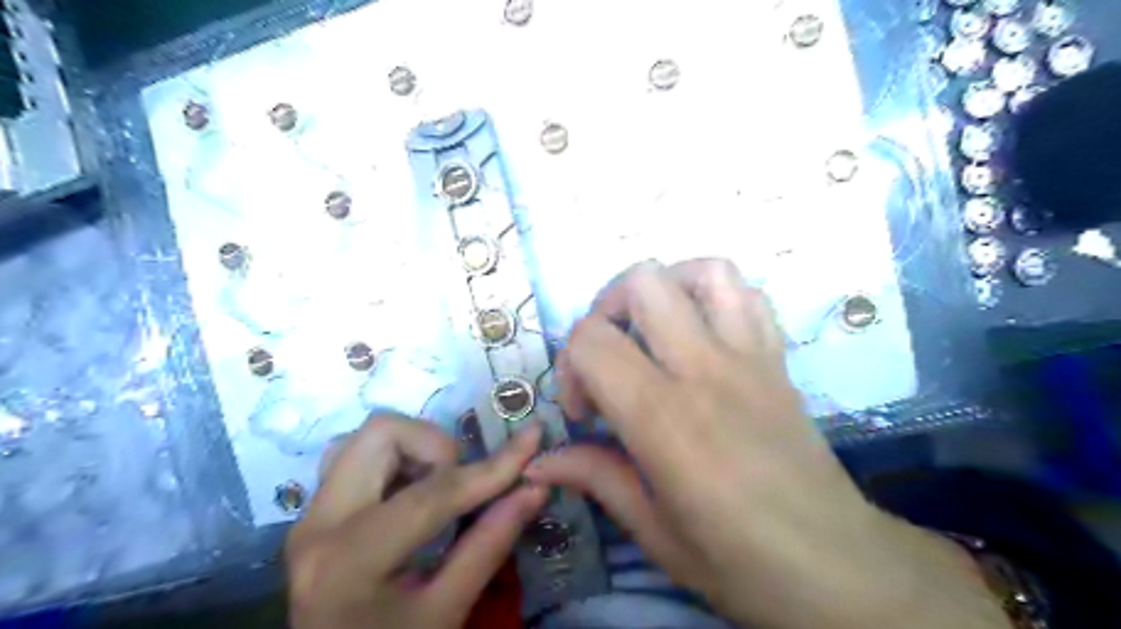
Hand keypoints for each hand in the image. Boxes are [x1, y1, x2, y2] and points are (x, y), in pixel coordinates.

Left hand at [285, 412, 550, 628]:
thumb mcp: (446, 611)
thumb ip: (489, 545)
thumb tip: (534, 488)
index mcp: (350, 560)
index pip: (432, 493)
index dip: (491, 467)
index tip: (532, 440)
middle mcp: (319, 523)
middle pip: (381, 433)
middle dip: (436, 446)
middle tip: (461, 482)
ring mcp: (310, 513)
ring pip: (366, 438)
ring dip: (414, 449)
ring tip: (437, 487)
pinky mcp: (314, 511)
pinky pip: (355, 455)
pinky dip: (396, 460)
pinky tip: (412, 494)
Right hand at [526, 257, 1006, 628]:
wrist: (837, 566)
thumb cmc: (739, 562)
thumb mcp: (653, 531)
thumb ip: (594, 476)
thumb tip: (538, 460)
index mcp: (664, 419)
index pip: (593, 341)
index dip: (570, 367)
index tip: (585, 413)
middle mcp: (706, 370)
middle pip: (643, 282)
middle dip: (606, 310)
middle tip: (608, 357)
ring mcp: (750, 357)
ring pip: (705, 271)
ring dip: (665, 288)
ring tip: (651, 330)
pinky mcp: (778, 360)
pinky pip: (750, 295)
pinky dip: (715, 295)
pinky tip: (698, 332)